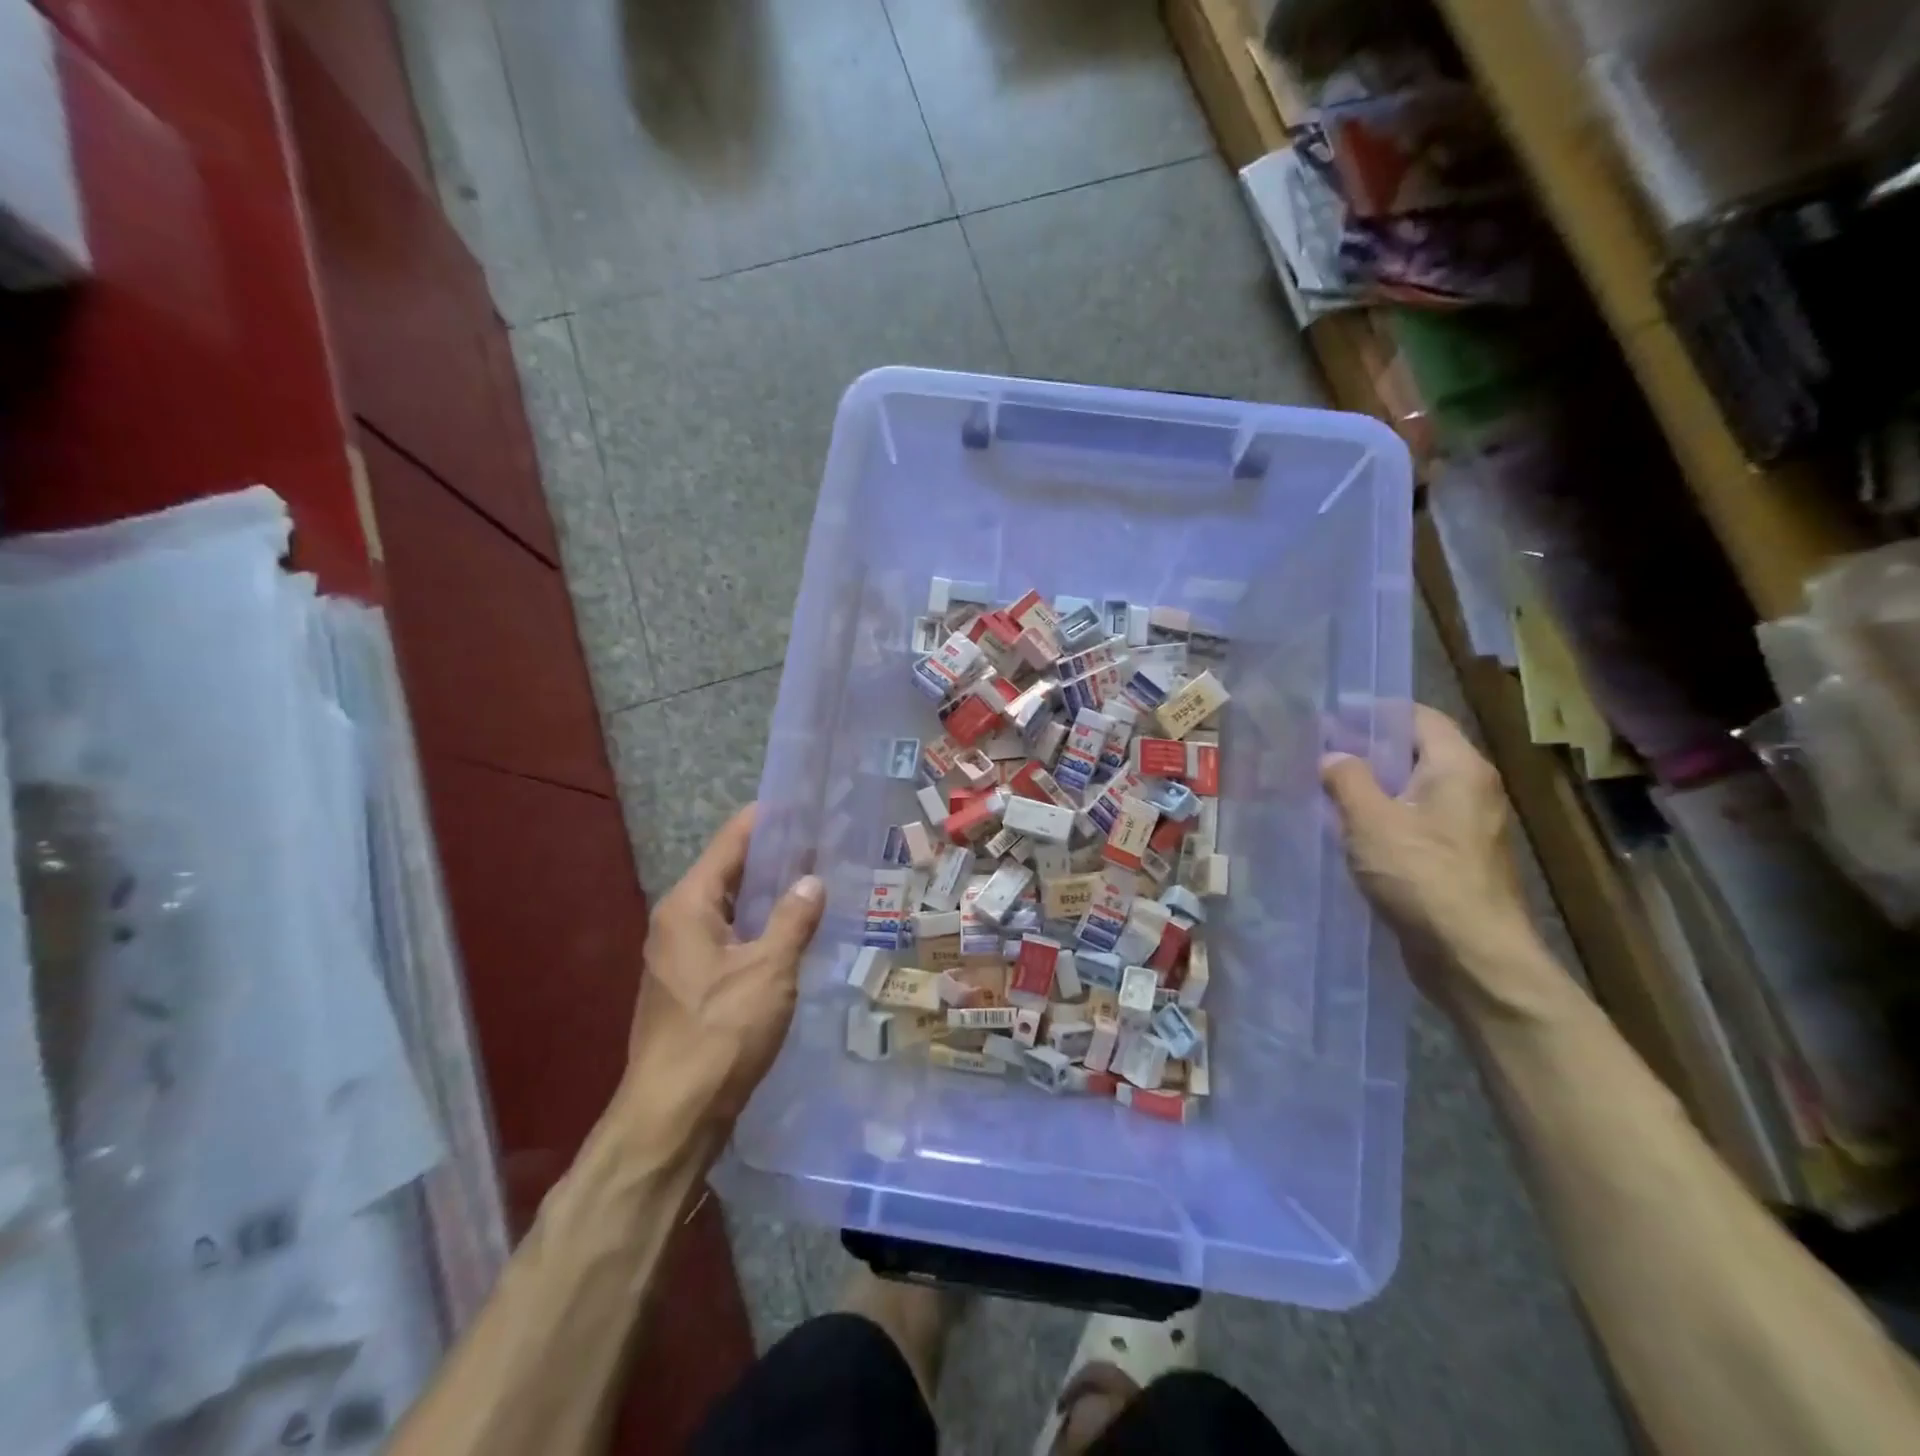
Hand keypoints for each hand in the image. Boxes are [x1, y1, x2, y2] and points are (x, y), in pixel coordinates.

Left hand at [621, 805, 823, 1139]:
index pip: (730, 843)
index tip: (801, 803)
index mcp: (688, 906)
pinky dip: (759, 929)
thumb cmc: (720, 1033)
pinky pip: (729, 940)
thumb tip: (812, 880)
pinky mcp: (689, 987)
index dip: (765, 821)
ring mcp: (678, 957)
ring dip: (767, 896)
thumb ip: (792, 919)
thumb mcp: (769, 970)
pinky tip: (792, 935)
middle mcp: (676, 922)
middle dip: (772, 858)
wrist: (672, 1116)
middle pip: (728, 874)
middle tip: (821, 843)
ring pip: (730, 910)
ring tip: (815, 881)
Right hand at [1321, 706, 1538, 998]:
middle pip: (1416, 752)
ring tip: (1326, 788)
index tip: (1331, 715)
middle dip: (1367, 749)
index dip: (1373, 711)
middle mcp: (1471, 790)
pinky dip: (1383, 817)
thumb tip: (1333, 757)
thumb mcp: (1371, 820)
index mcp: (1459, 768)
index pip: (1418, 717)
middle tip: (1320, 751)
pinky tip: (1350, 830)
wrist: (1471, 956)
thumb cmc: (1422, 876)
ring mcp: (1467, 827)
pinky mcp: (1456, 859)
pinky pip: (1415, 822)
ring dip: (1372, 786)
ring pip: (1413, 790)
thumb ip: (1347, 779)